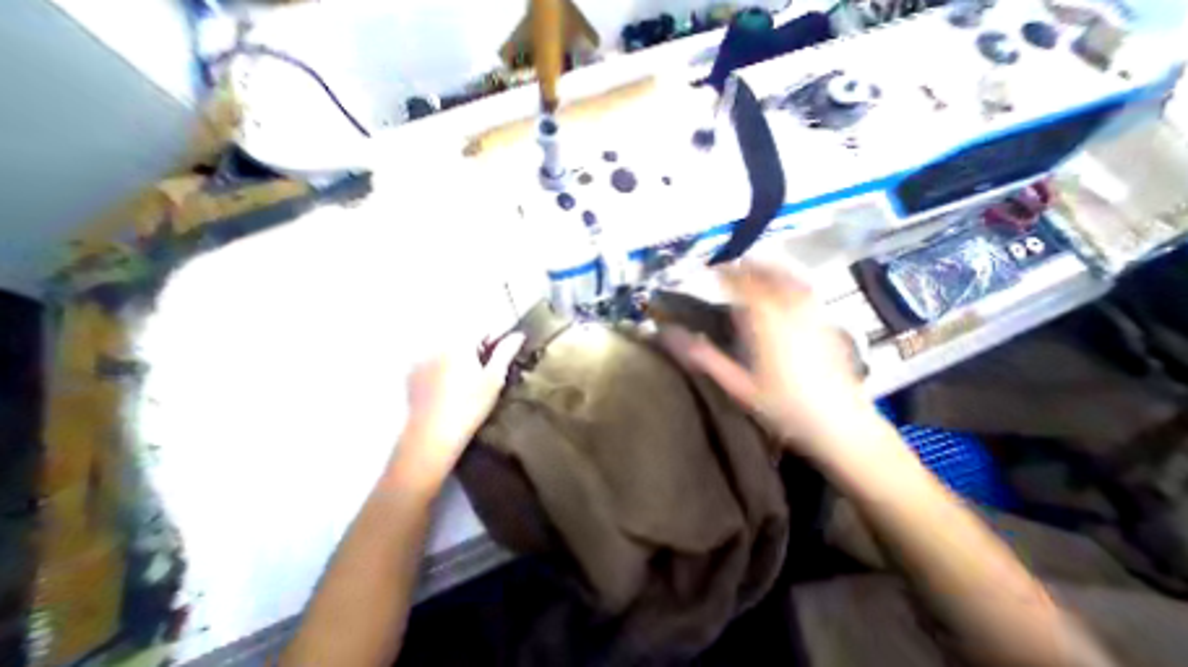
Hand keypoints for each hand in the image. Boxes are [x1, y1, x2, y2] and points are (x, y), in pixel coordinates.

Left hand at [392, 334, 522, 493]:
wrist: (432, 437)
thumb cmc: (469, 406)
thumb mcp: (494, 379)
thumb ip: (506, 352)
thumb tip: (518, 335)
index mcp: (458, 344)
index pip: (481, 327)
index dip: (495, 337)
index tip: (502, 352)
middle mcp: (436, 345)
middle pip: (463, 336)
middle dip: (477, 346)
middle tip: (485, 369)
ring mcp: (420, 359)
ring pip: (448, 348)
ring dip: (460, 355)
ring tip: (467, 380)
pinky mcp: (411, 374)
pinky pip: (433, 360)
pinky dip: (444, 366)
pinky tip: (449, 387)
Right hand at [665, 263, 886, 459]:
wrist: (841, 426)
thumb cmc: (783, 407)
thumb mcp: (737, 385)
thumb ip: (704, 358)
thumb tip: (670, 335)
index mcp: (765, 323)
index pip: (742, 285)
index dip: (725, 273)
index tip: (710, 269)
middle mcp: (790, 311)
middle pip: (768, 276)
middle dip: (747, 266)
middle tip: (729, 266)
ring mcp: (813, 315)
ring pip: (790, 279)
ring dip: (770, 269)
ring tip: (754, 268)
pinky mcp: (827, 324)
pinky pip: (807, 291)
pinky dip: (791, 281)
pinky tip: (785, 288)